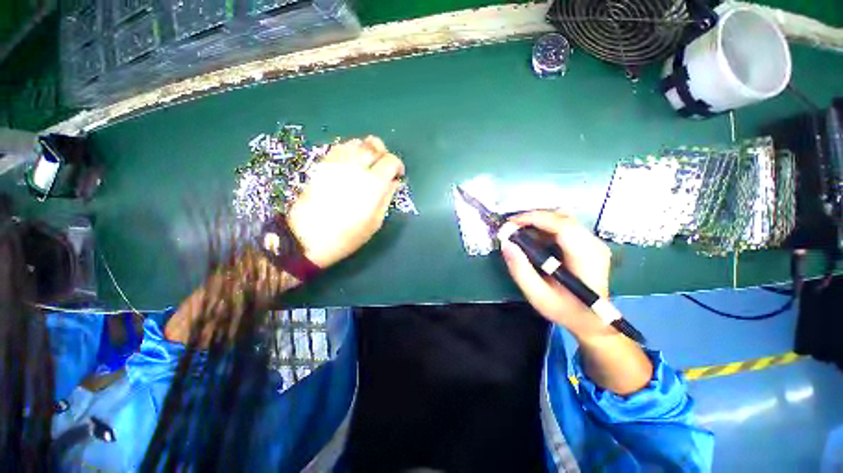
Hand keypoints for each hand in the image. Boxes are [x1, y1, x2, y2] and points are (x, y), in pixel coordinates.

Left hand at [287, 136, 404, 267]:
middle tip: (384, 167)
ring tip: (368, 164)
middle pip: (373, 145)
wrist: (308, 237)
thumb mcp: (375, 222)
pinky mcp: (322, 165)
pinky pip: (340, 147)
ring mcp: (337, 163)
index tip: (398, 175)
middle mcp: (356, 167)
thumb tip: (394, 182)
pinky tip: (351, 163)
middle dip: (383, 153)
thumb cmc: (347, 235)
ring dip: (367, 149)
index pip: (390, 160)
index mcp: (372, 183)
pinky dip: (350, 150)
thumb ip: (386, 197)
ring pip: (356, 142)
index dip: (398, 165)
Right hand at [501, 210, 610, 334]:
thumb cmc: (566, 310)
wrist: (592, 320)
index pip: (562, 226)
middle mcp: (594, 245)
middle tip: (511, 227)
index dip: (534, 219)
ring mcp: (593, 242)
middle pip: (561, 218)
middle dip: (532, 218)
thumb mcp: (538, 296)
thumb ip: (520, 270)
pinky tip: (533, 237)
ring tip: (519, 232)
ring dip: (538, 221)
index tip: (511, 223)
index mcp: (586, 258)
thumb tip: (506, 244)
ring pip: (562, 219)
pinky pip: (565, 225)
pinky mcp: (588, 243)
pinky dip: (545, 227)